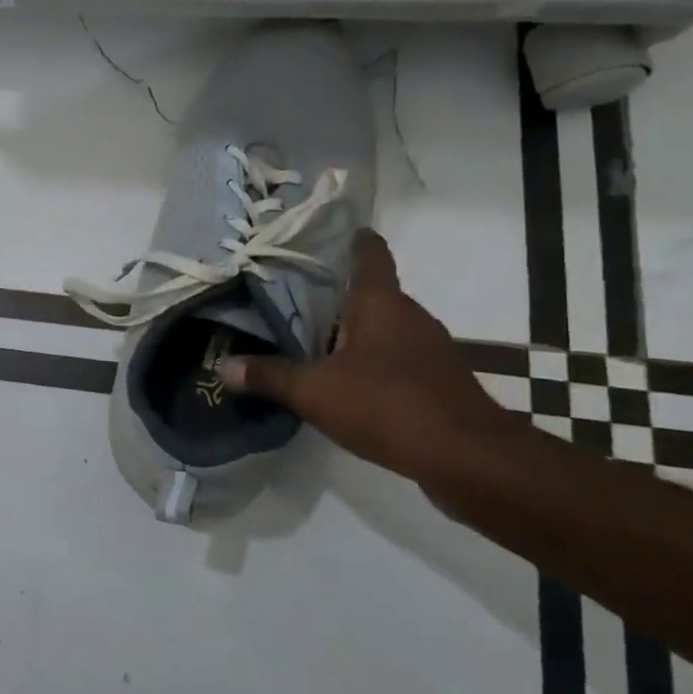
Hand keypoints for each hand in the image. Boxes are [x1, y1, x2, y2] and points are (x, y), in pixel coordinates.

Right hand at [219, 230, 522, 493]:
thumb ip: (268, 376)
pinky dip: (370, 361)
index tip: (328, 234)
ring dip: (352, 331)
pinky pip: (394, 358)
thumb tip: (223, 366)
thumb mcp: (314, 391)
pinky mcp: (436, 380)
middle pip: (370, 292)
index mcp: (380, 303)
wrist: (469, 458)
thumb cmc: (388, 405)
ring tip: (309, 339)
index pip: (369, 254)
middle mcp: (408, 316)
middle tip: (291, 297)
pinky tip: (343, 381)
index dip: (351, 240)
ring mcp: (429, 349)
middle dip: (334, 294)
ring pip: (382, 327)